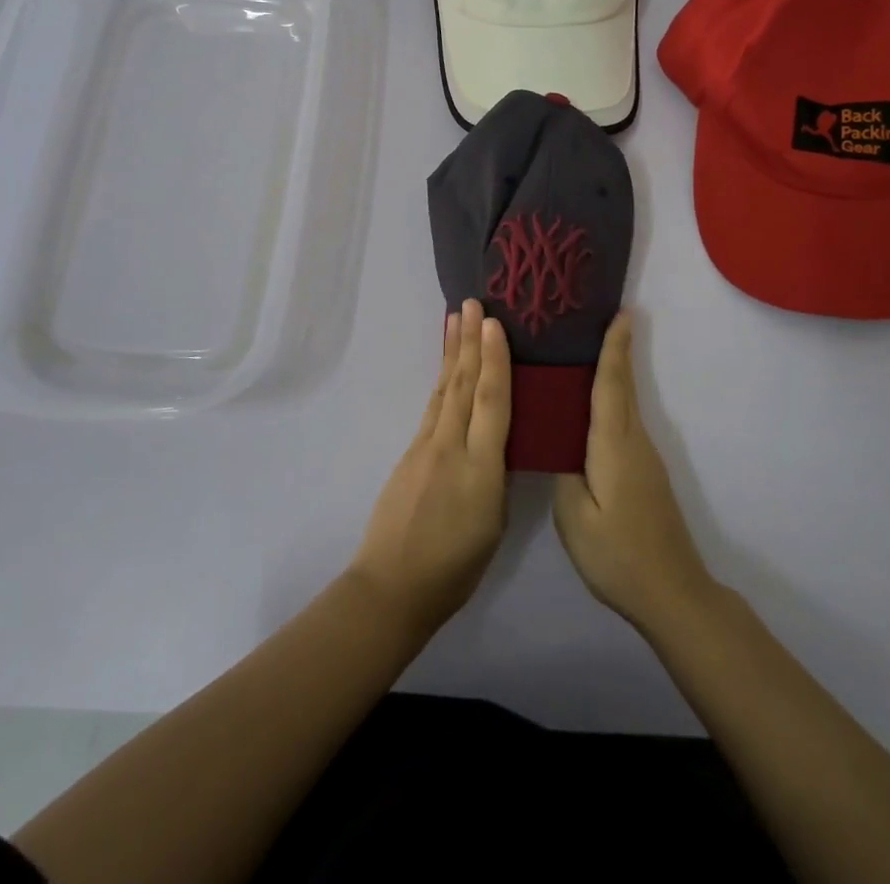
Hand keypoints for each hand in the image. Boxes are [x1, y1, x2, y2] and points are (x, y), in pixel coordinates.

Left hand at [349, 299, 511, 637]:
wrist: (391, 587)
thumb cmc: (454, 568)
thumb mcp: (494, 525)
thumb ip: (497, 476)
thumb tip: (498, 444)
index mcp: (480, 468)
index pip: (491, 402)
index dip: (494, 360)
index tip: (494, 324)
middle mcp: (451, 447)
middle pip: (463, 384)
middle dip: (470, 341)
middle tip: (473, 302)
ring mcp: (425, 447)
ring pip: (445, 390)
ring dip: (452, 352)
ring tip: (456, 319)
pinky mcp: (411, 454)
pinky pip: (433, 407)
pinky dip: (442, 381)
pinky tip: (447, 370)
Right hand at [553, 313, 716, 635]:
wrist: (672, 594)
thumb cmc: (618, 554)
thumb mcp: (575, 517)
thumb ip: (563, 471)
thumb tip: (559, 443)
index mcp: (613, 445)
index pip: (612, 384)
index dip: (614, 348)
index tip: (619, 313)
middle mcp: (634, 441)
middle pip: (622, 386)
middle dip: (614, 350)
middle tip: (596, 319)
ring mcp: (644, 458)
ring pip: (623, 404)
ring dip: (611, 374)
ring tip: (581, 354)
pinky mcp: (645, 473)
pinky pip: (623, 423)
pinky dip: (610, 401)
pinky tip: (588, 408)